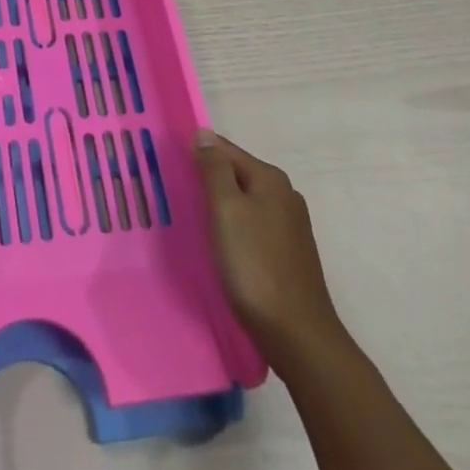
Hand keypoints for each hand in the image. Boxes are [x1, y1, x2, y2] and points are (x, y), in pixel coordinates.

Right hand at [194, 129, 343, 362]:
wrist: (298, 335)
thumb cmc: (255, 265)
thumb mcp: (226, 210)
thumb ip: (214, 169)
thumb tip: (204, 134)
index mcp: (270, 178)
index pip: (225, 149)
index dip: (197, 154)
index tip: (171, 166)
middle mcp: (285, 195)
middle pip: (237, 174)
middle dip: (209, 180)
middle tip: (178, 194)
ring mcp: (291, 226)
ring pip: (245, 201)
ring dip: (221, 206)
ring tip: (195, 220)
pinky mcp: (290, 253)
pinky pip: (254, 225)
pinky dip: (235, 228)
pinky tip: (222, 245)